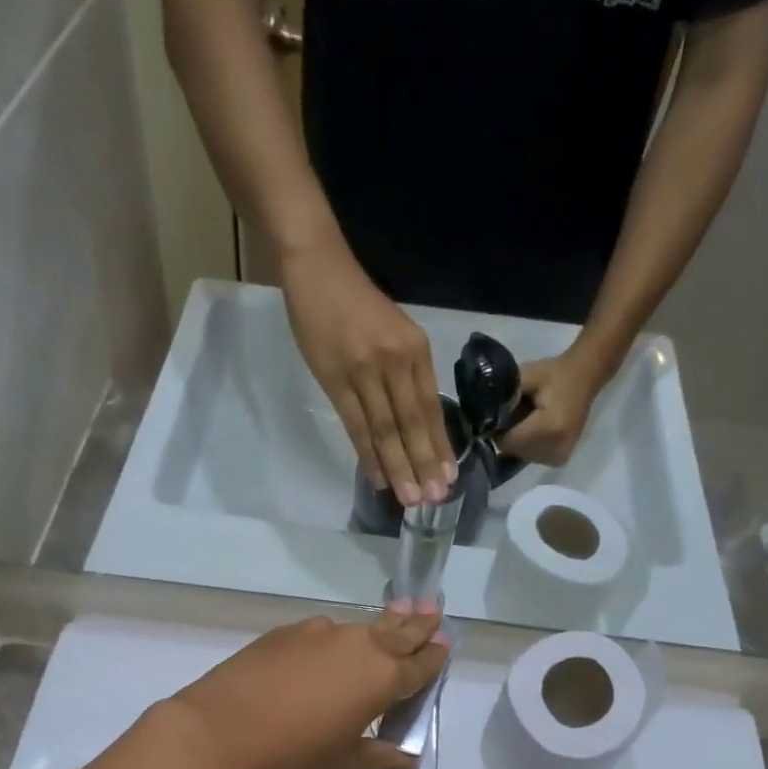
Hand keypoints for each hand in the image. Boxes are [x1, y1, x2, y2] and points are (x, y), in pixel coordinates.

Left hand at [162, 604, 449, 768]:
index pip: (421, 664)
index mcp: (382, 678)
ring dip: (379, 627)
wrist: (220, 730)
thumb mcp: (344, 763)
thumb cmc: (293, 754)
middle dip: (418, 624)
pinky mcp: (287, 631)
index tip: (445, 643)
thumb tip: (408, 763)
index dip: (435, 656)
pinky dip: (336, 640)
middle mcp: (359, 645)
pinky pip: (324, 633)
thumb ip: (381, 759)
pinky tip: (327, 653)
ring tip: (390, 620)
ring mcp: (321, 633)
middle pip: (398, 632)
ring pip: (361, 628)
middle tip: (433, 609)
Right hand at [281, 233, 456, 505]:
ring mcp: (366, 371)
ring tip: (409, 499)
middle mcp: (396, 362)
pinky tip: (377, 477)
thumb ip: (407, 371)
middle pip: (412, 424)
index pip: (431, 408)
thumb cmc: (357, 302)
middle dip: (423, 464)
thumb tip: (415, 419)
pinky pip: (356, 425)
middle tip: (433, 499)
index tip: (448, 477)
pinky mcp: (336, 379)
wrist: (319, 269)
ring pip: (386, 429)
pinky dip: (367, 454)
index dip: (439, 446)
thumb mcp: (396, 331)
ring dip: (398, 467)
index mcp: (415, 350)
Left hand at [496, 350, 605, 468]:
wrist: (584, 378)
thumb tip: (482, 415)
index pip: (507, 442)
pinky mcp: (559, 460)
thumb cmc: (554, 374)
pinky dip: (528, 445)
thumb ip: (504, 396)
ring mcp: (559, 457)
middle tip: (518, 413)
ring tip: (529, 420)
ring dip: (518, 441)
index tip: (501, 413)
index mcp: (549, 428)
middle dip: (508, 434)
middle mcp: (556, 448)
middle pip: (513, 451)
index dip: (498, 428)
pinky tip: (536, 429)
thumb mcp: (526, 376)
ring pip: (521, 455)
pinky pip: (531, 457)